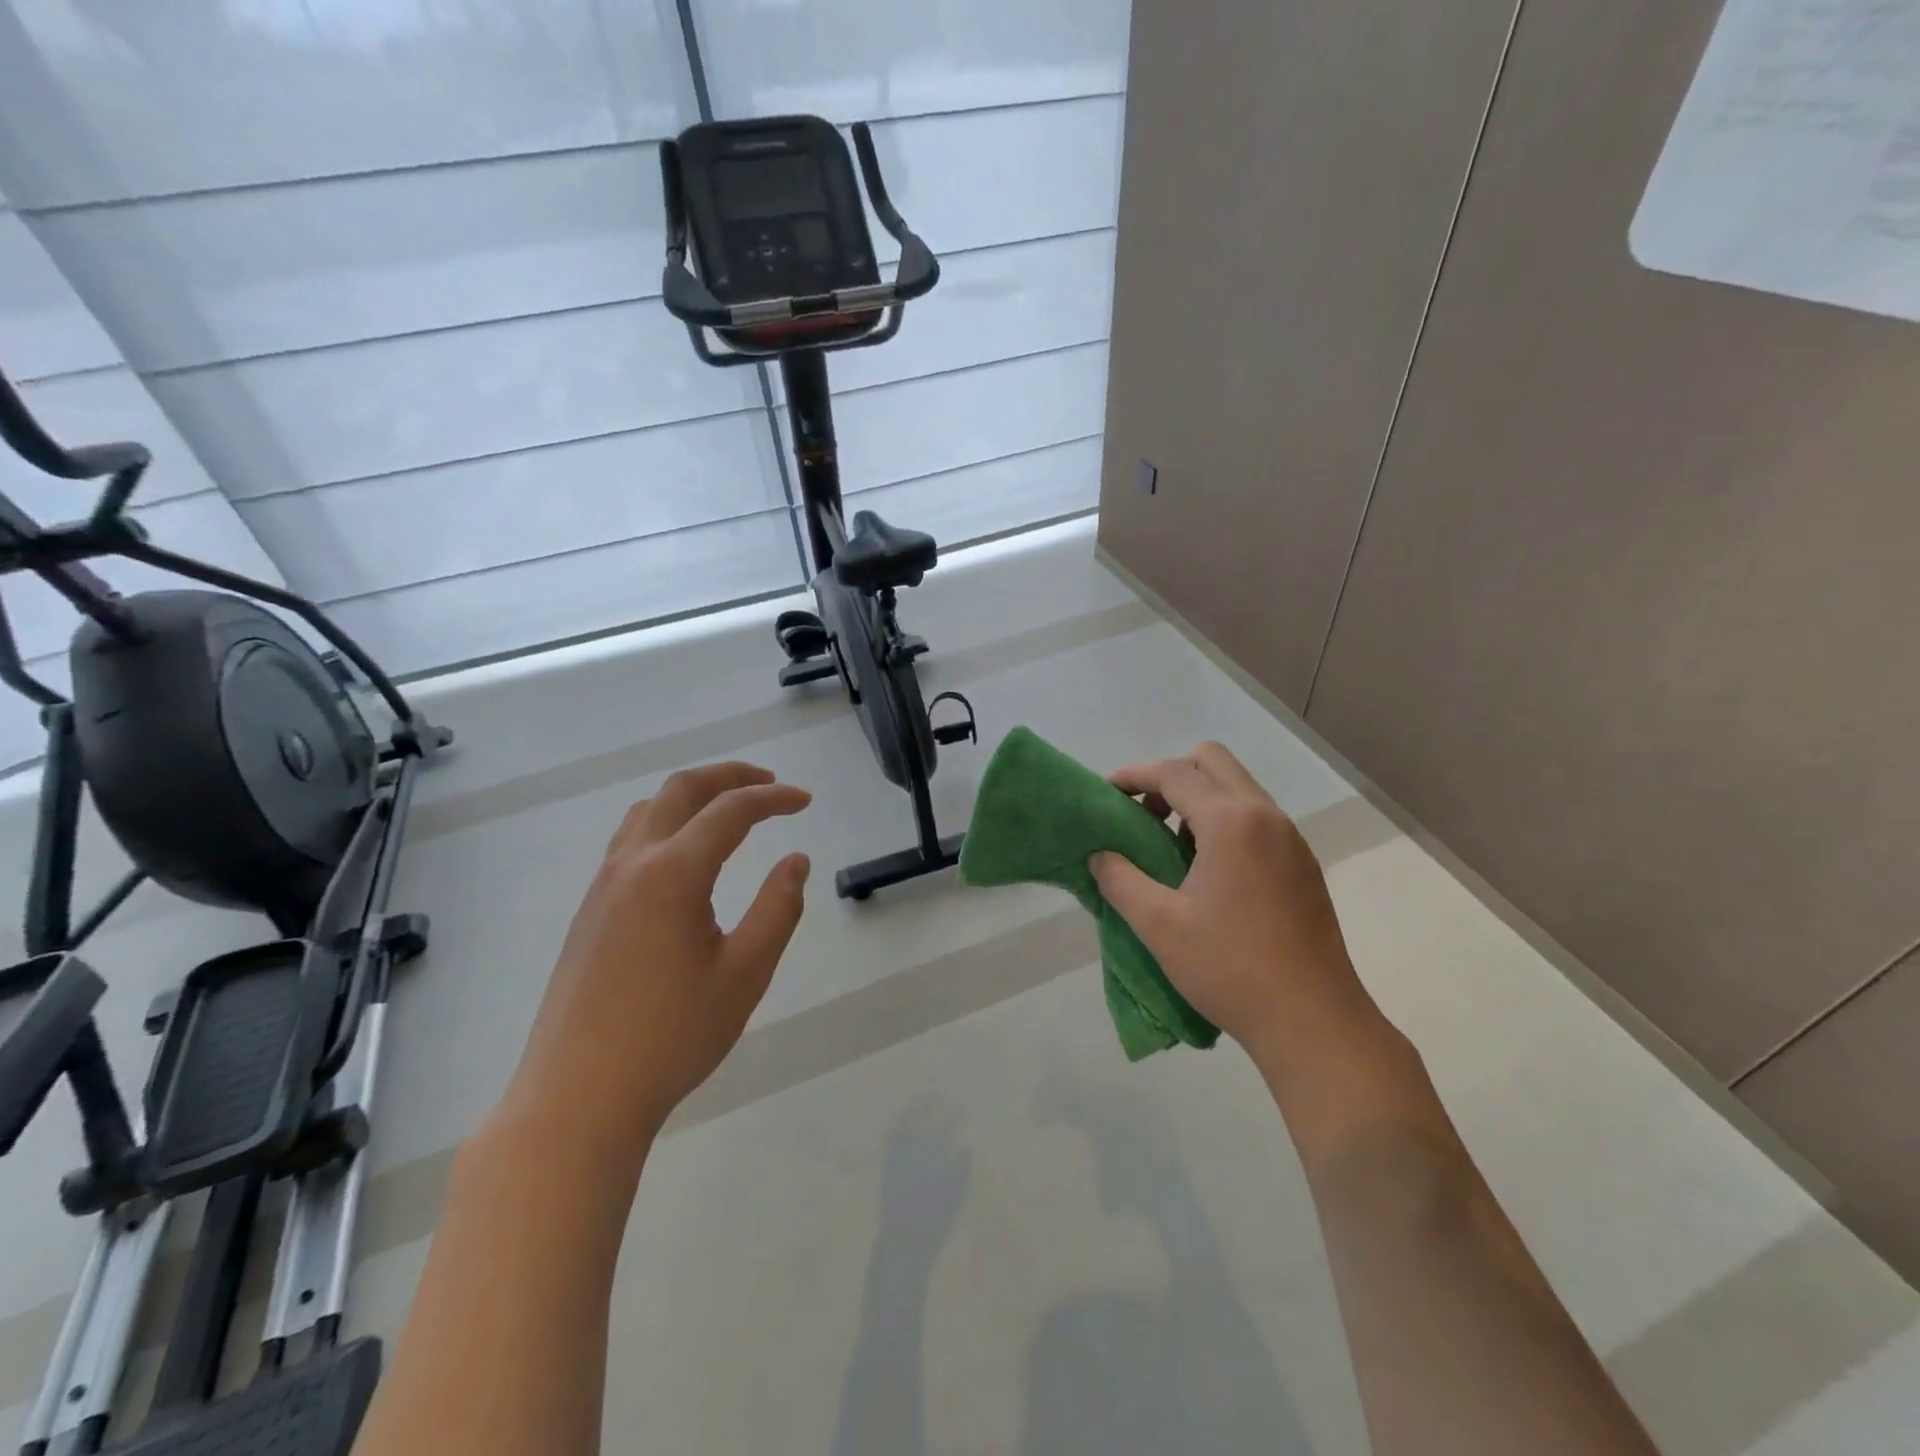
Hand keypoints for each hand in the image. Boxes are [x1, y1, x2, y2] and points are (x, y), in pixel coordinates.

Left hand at [506, 762, 811, 1157]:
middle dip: (729, 776)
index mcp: (672, 873)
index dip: (773, 798)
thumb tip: (795, 861)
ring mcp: (602, 887)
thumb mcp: (745, 973)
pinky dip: (667, 823)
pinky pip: (630, 841)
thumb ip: (778, 908)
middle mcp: (632, 864)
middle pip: (680, 790)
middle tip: (769, 785)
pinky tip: (686, 857)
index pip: (730, 811)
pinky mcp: (589, 912)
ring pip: (647, 811)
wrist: (578, 1098)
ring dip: (692, 796)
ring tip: (729, 810)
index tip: (805, 801)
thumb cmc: (672, 1036)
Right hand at [1088, 743, 1384, 1077]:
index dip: (1134, 775)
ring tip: (1170, 846)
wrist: (1313, 1022)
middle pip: (1212, 761)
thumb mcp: (1158, 925)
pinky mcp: (1302, 865)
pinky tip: (1207, 872)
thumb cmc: (1229, 968)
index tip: (1107, 793)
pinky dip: (1224, 822)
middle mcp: (1266, 816)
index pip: (1174, 773)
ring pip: (1238, 788)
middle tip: (1142, 814)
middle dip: (1170, 775)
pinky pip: (1256, 818)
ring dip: (1199, 799)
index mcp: (1231, 822)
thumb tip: (1100, 855)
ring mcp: (1291, 839)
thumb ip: (1120, 880)